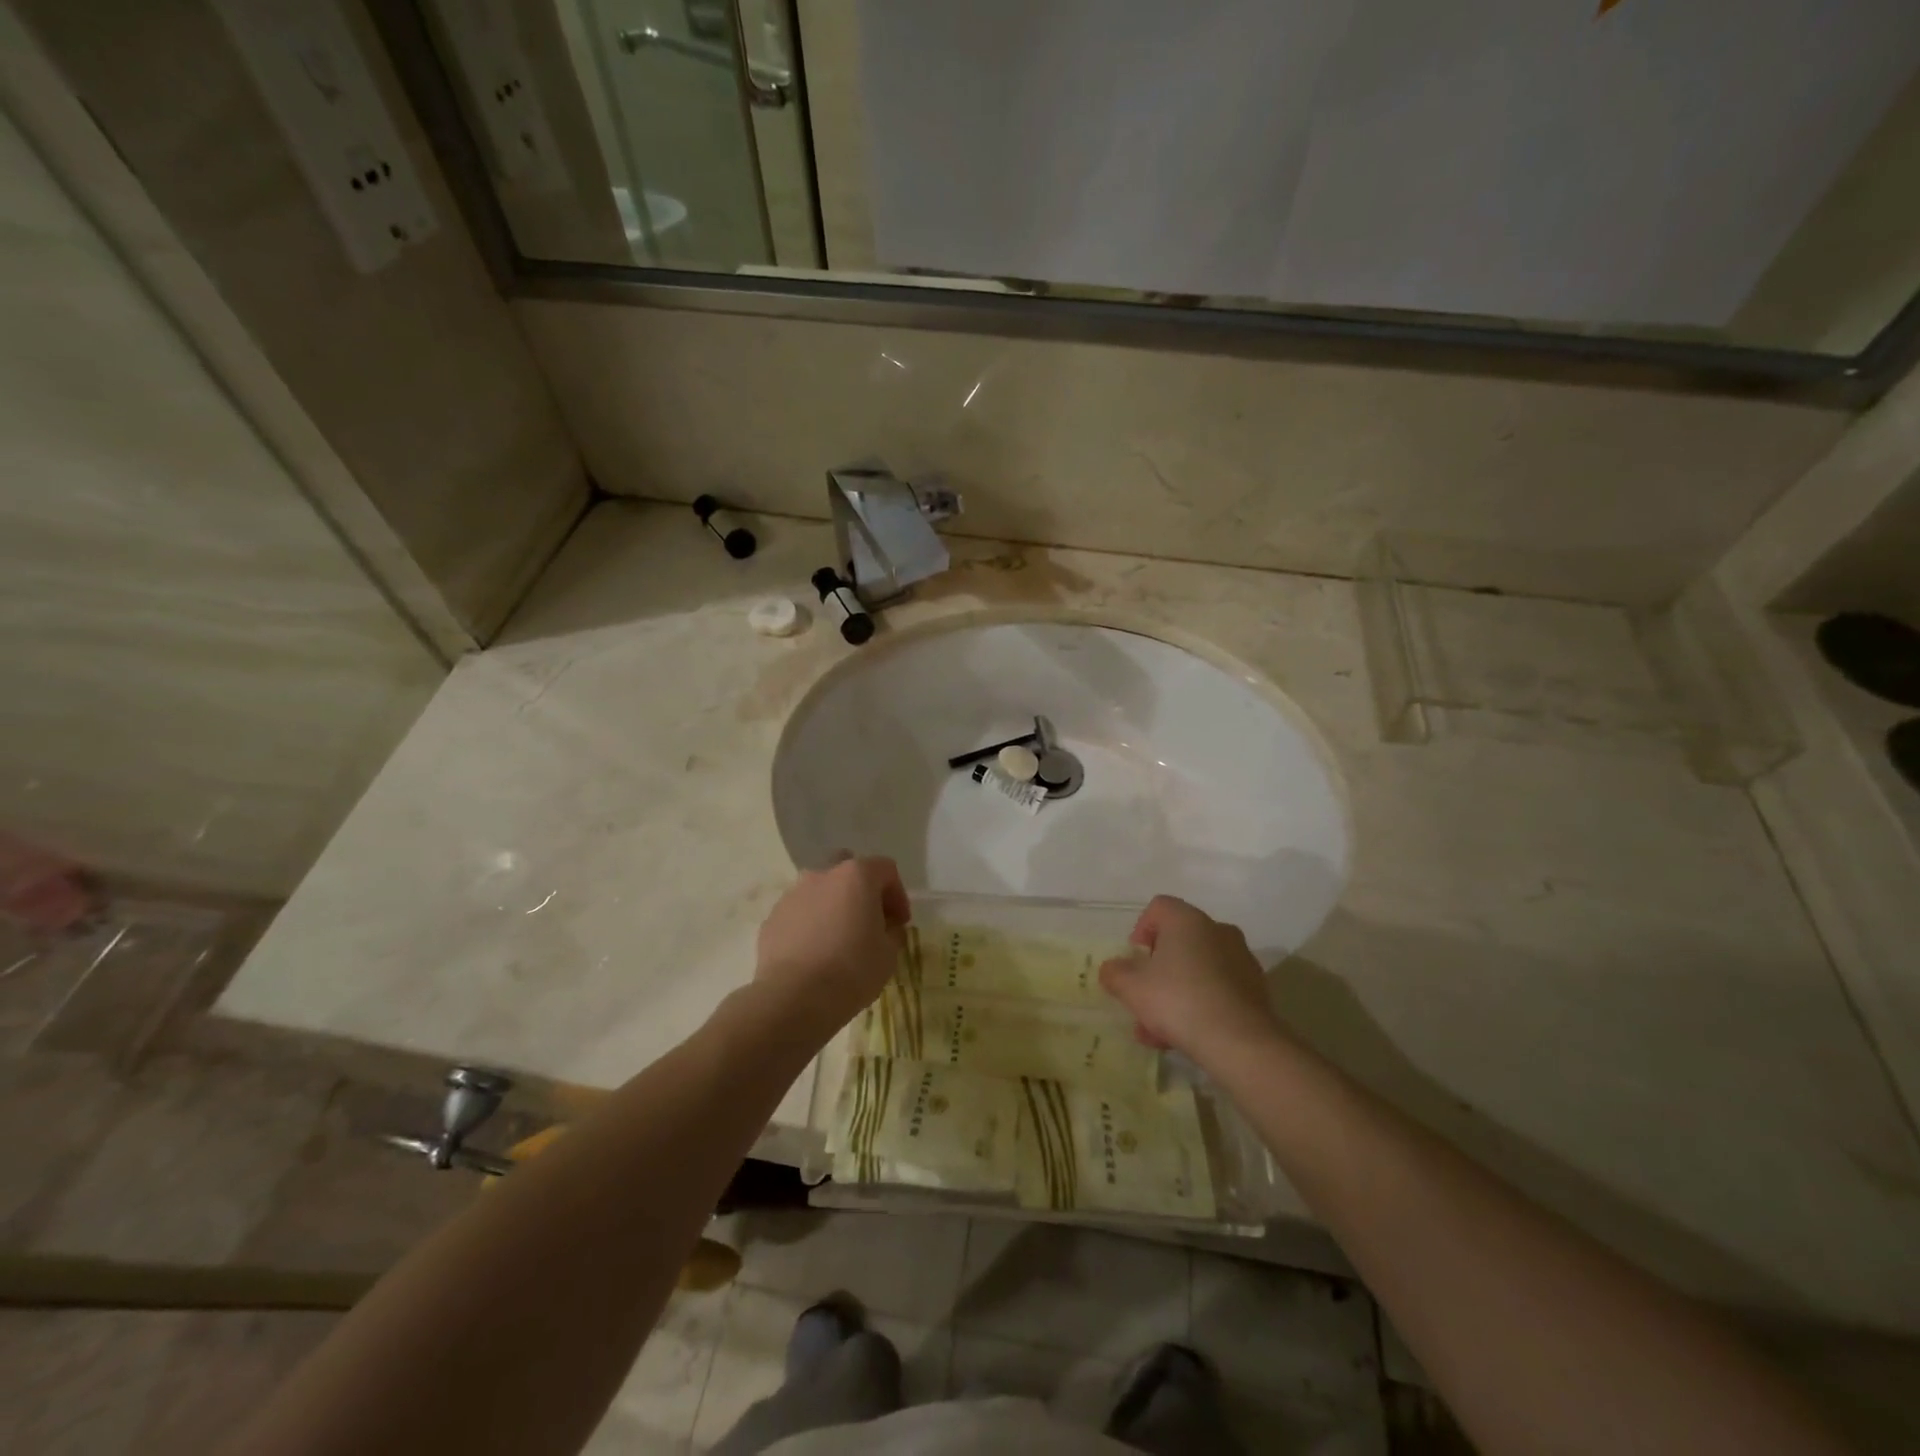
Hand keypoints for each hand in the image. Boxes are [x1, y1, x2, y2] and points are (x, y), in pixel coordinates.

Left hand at [754, 856, 909, 1035]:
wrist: (793, 997)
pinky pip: (799, 914)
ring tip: (839, 940)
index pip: (886, 870)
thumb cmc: (852, 970)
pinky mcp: (772, 918)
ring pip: (820, 891)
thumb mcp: (889, 954)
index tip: (899, 923)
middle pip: (848, 870)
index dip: (898, 895)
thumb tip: (886, 927)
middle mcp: (822, 875)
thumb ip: (892, 931)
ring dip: (833, 907)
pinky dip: (810, 925)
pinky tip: (815, 954)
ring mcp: (793, 895)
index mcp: (856, 875)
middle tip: (869, 922)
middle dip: (861, 891)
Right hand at [1098, 895, 1279, 1060]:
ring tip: (1158, 1030)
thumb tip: (1112, 969)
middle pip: (1179, 941)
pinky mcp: (1255, 989)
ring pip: (1198, 969)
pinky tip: (1185, 1037)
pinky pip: (1218, 989)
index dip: (1140, 930)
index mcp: (1187, 920)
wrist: (1240, 1043)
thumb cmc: (1179, 1001)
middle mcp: (1217, 930)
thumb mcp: (1131, 988)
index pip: (1159, 907)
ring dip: (1176, 992)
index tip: (1135, 960)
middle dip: (1157, 969)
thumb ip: (1115, 973)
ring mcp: (1241, 960)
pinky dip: (1200, 1004)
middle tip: (1144, 997)